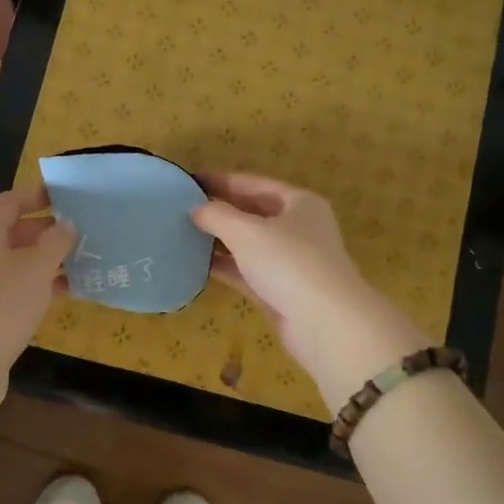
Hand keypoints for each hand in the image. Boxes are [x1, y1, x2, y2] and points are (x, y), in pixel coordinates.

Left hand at [0, 187, 77, 417]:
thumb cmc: (2, 303)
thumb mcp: (36, 267)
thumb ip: (55, 241)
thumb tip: (66, 224)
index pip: (9, 202)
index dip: (36, 196)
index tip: (66, 199)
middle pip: (13, 231)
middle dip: (46, 230)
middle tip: (82, 232)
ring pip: (17, 262)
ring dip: (46, 260)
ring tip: (82, 260)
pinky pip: (17, 288)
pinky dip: (40, 286)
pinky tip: (68, 291)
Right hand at [191, 172, 428, 406]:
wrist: (325, 323)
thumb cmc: (289, 263)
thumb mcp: (247, 232)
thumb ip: (217, 215)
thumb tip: (196, 209)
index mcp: (299, 202)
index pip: (253, 183)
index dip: (220, 180)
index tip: (188, 179)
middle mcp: (297, 228)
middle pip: (251, 212)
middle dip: (218, 210)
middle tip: (178, 208)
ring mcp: (289, 261)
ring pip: (247, 244)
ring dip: (218, 240)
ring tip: (180, 234)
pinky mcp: (279, 290)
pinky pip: (246, 271)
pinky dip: (224, 266)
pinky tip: (195, 264)